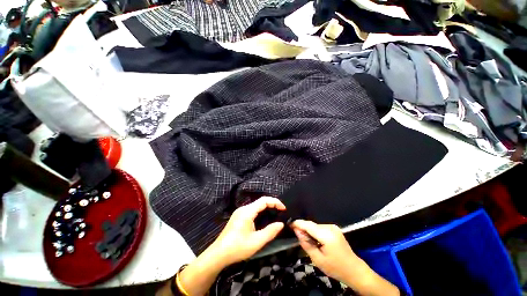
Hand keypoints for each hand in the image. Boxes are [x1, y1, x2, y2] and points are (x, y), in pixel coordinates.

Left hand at [209, 196, 285, 266]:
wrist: (218, 254)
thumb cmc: (238, 247)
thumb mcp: (256, 241)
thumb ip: (270, 232)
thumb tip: (281, 224)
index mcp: (247, 211)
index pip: (264, 200)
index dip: (275, 202)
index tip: (284, 209)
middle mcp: (243, 208)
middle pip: (260, 201)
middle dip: (272, 204)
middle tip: (281, 212)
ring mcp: (240, 212)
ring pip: (256, 206)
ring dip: (266, 208)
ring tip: (275, 214)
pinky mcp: (238, 217)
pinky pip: (252, 210)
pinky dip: (260, 212)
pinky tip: (264, 219)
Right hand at [292, 220, 399, 295]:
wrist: (355, 270)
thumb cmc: (335, 267)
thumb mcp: (317, 259)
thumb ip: (306, 243)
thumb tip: (297, 231)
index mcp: (326, 234)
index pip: (307, 224)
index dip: (297, 223)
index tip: (289, 224)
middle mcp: (329, 227)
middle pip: (311, 224)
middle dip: (303, 228)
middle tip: (296, 235)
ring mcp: (333, 227)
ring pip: (315, 226)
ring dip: (309, 231)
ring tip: (306, 240)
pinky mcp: (335, 229)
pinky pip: (320, 228)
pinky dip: (315, 232)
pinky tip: (315, 240)